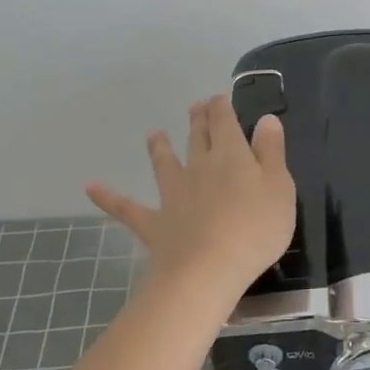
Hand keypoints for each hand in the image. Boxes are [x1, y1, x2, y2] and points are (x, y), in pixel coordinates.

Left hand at [86, 93, 294, 296]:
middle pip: (198, 137)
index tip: (218, 97)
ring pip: (164, 163)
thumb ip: (272, 151)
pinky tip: (90, 188)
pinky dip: (108, 197)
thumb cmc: (255, 229)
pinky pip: (126, 207)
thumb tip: (266, 119)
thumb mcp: (280, 187)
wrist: (207, 271)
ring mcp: (173, 194)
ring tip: (153, 133)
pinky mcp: (154, 223)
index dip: (221, 107)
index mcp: (231, 155)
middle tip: (195, 106)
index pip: (225, 122)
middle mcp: (199, 166)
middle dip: (198, 120)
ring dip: (159, 147)